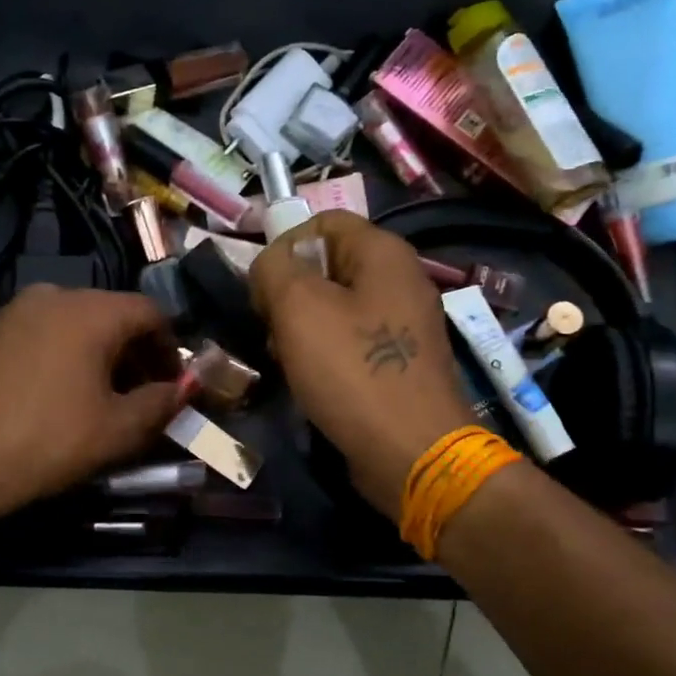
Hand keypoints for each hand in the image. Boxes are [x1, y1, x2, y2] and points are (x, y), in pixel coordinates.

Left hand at [0, 284, 183, 515]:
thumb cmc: (49, 441)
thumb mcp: (118, 429)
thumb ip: (161, 402)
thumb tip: (182, 390)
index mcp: (90, 310)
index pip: (150, 312)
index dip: (170, 348)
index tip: (174, 385)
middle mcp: (54, 295)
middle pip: (114, 314)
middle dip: (137, 353)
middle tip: (145, 395)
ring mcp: (18, 310)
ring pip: (80, 323)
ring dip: (104, 354)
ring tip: (106, 398)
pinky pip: (49, 332)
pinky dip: (70, 354)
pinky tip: (66, 393)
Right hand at [250, 212, 476, 516]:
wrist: (412, 452)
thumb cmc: (353, 371)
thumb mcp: (298, 308)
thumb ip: (274, 269)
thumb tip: (269, 266)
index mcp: (384, 253)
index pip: (323, 222)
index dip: (285, 247)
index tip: (263, 289)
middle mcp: (401, 280)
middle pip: (329, 265)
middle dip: (290, 292)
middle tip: (271, 328)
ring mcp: (404, 324)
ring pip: (337, 307)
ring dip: (302, 328)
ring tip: (285, 358)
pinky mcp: (401, 363)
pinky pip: (353, 342)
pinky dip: (326, 354)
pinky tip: (310, 380)